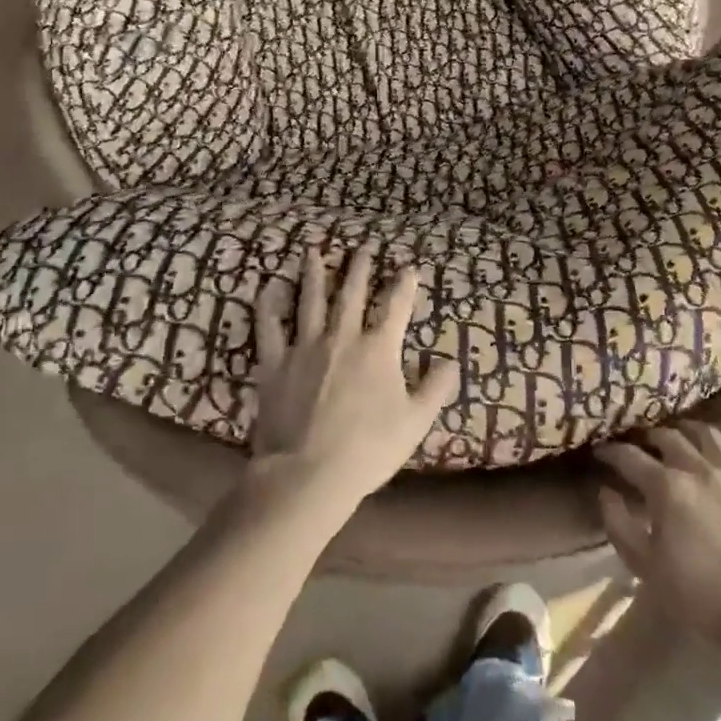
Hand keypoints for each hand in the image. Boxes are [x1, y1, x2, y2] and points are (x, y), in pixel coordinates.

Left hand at [248, 246, 458, 515]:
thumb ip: (436, 388)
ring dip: (313, 274)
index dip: (404, 286)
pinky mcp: (274, 364)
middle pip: (351, 295)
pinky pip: (269, 328)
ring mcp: (304, 348)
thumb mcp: (415, 422)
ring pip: (310, 301)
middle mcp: (342, 338)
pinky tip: (268, 288)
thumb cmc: (368, 449)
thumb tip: (452, 361)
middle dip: (359, 269)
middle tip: (362, 247)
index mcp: (378, 350)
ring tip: (313, 251)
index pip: (395, 308)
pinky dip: (268, 306)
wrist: (308, 473)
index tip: (409, 267)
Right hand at [595, 422, 720, 646]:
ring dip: (694, 431)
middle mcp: (702, 469)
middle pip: (670, 437)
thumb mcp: (645, 566)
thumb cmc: (698, 595)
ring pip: (713, 437)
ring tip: (685, 436)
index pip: (630, 457)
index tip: (600, 452)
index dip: (611, 452)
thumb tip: (606, 491)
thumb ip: (618, 524)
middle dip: (650, 437)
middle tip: (642, 445)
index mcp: (668, 486)